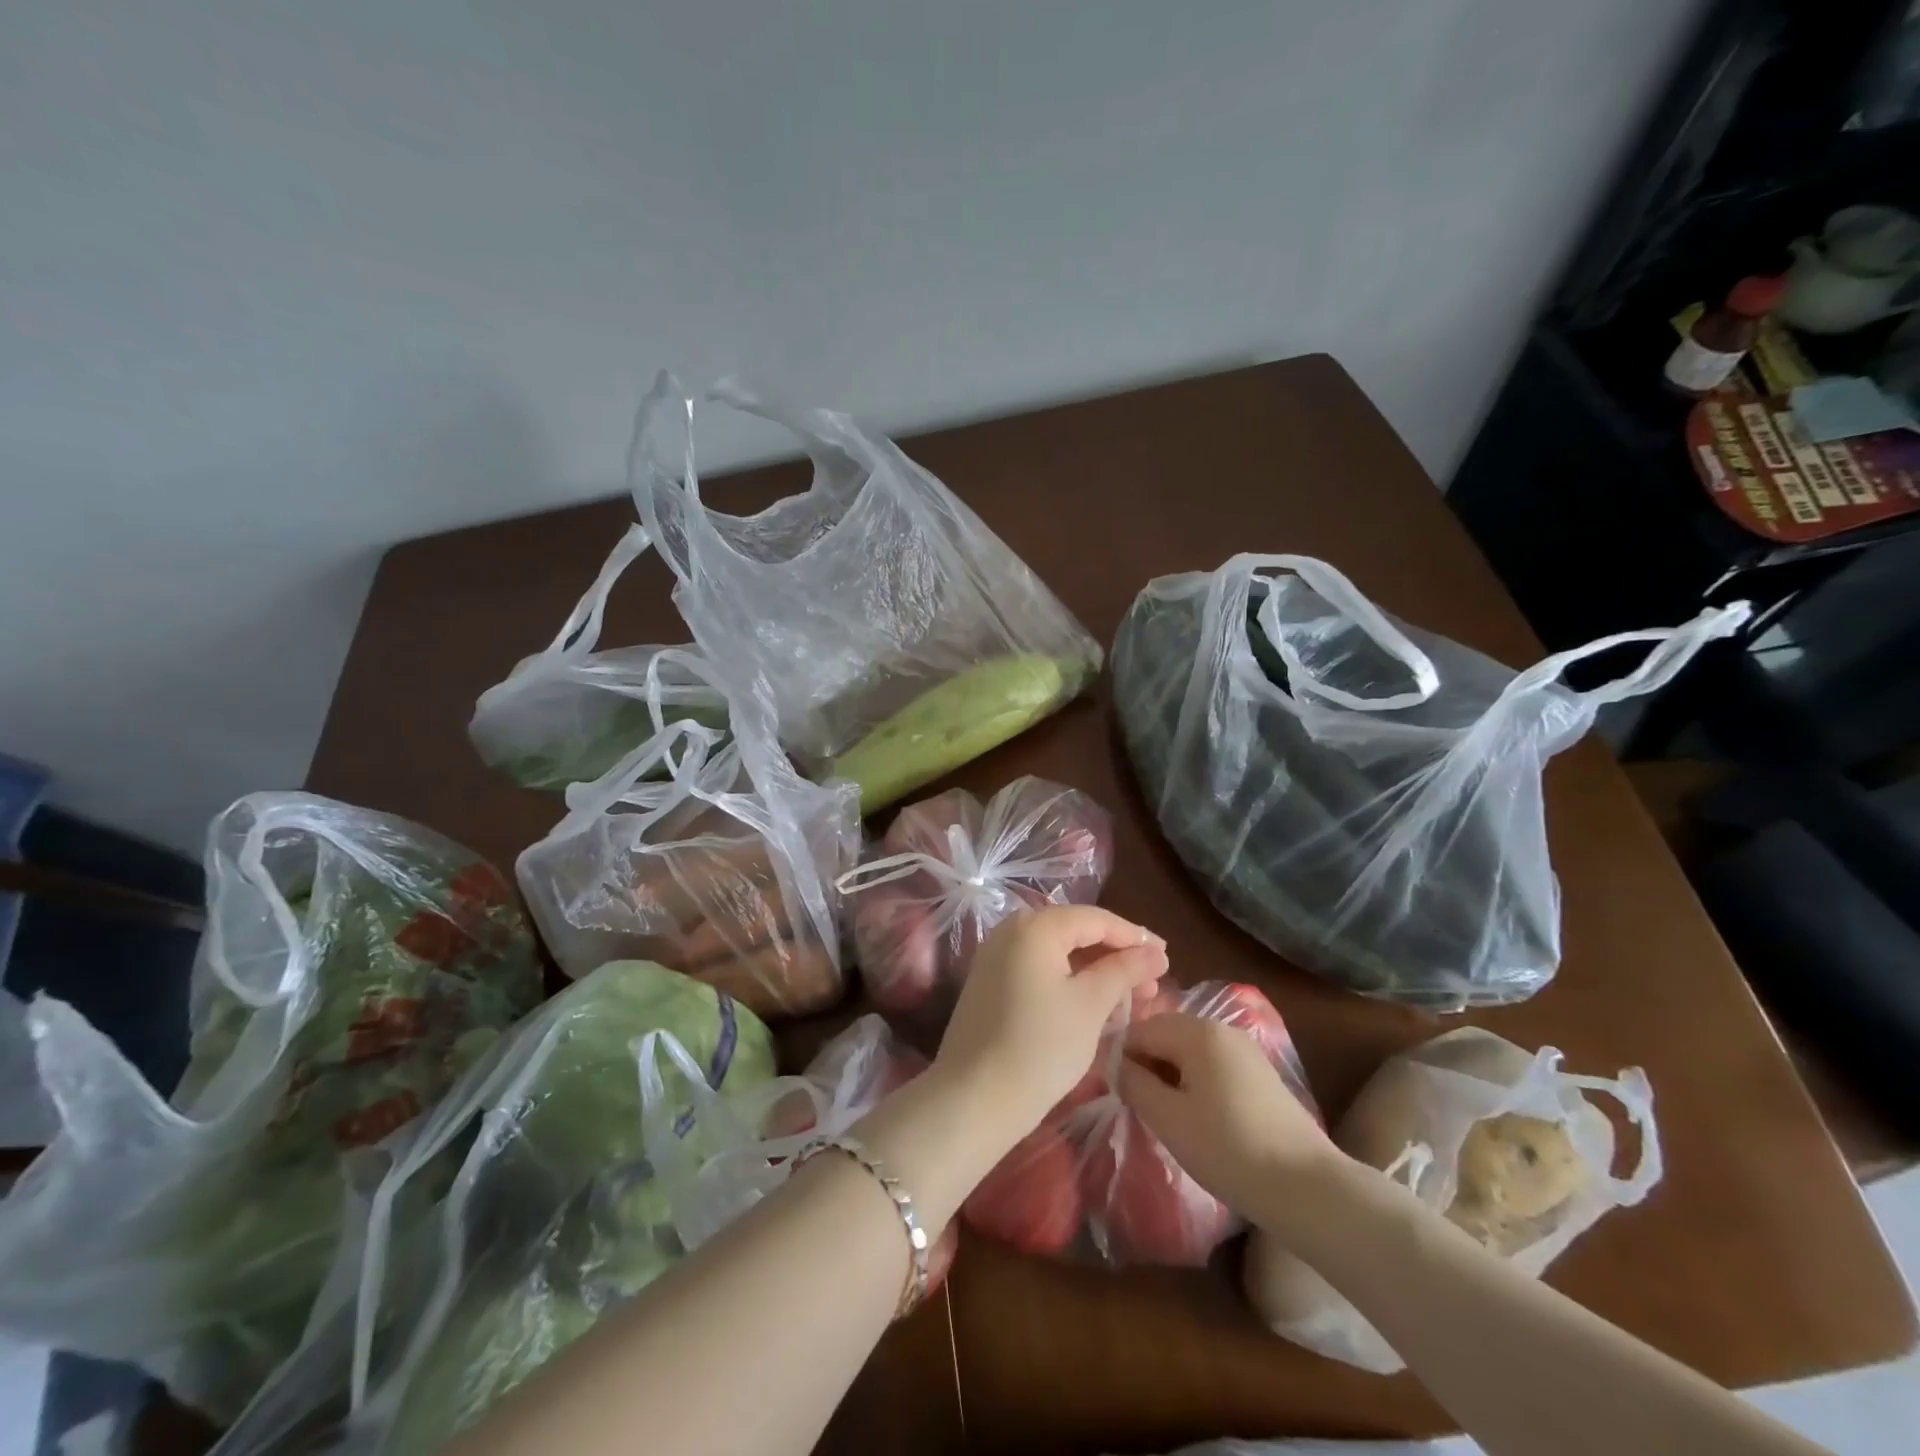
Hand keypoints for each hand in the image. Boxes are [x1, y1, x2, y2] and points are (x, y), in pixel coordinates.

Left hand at [932, 905, 1165, 1156]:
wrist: (974, 1098)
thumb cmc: (1041, 1046)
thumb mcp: (1091, 1005)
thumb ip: (1124, 970)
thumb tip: (1154, 953)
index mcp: (1034, 926)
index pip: (1095, 919)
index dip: (1134, 937)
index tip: (1167, 957)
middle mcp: (1010, 931)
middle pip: (1075, 933)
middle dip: (1116, 956)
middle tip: (1153, 983)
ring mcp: (995, 958)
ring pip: (1058, 955)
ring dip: (1095, 972)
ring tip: (1132, 999)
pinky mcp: (990, 985)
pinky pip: (1039, 971)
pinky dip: (1069, 983)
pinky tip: (1095, 1007)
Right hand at [1116, 1013, 1336, 1226]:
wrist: (1307, 1188)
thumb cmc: (1228, 1149)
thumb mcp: (1168, 1118)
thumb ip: (1134, 1083)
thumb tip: (1116, 1064)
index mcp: (1197, 1030)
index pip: (1140, 1030)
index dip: (1121, 1059)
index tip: (1114, 1093)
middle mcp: (1221, 1028)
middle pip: (1166, 1036)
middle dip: (1147, 1066)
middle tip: (1137, 1107)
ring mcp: (1245, 1050)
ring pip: (1189, 1053)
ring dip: (1171, 1077)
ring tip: (1166, 1117)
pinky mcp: (1261, 1075)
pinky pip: (1213, 1066)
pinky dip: (1196, 1084)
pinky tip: (1198, 1120)